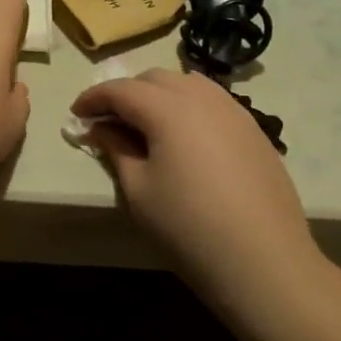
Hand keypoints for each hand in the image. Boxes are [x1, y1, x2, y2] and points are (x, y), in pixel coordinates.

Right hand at [69, 69, 322, 305]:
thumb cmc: (188, 227)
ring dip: (159, 95)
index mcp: (169, 109)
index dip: (94, 98)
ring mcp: (235, 111)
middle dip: (127, 93)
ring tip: (146, 125)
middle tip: (109, 122)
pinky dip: (189, 106)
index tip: (76, 115)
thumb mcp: (139, 191)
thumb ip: (116, 149)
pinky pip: (213, 101)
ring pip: (188, 84)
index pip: (121, 89)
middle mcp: (203, 98)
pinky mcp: (254, 130)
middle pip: (155, 79)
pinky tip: (184, 137)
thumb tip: (101, 128)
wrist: (264, 261)